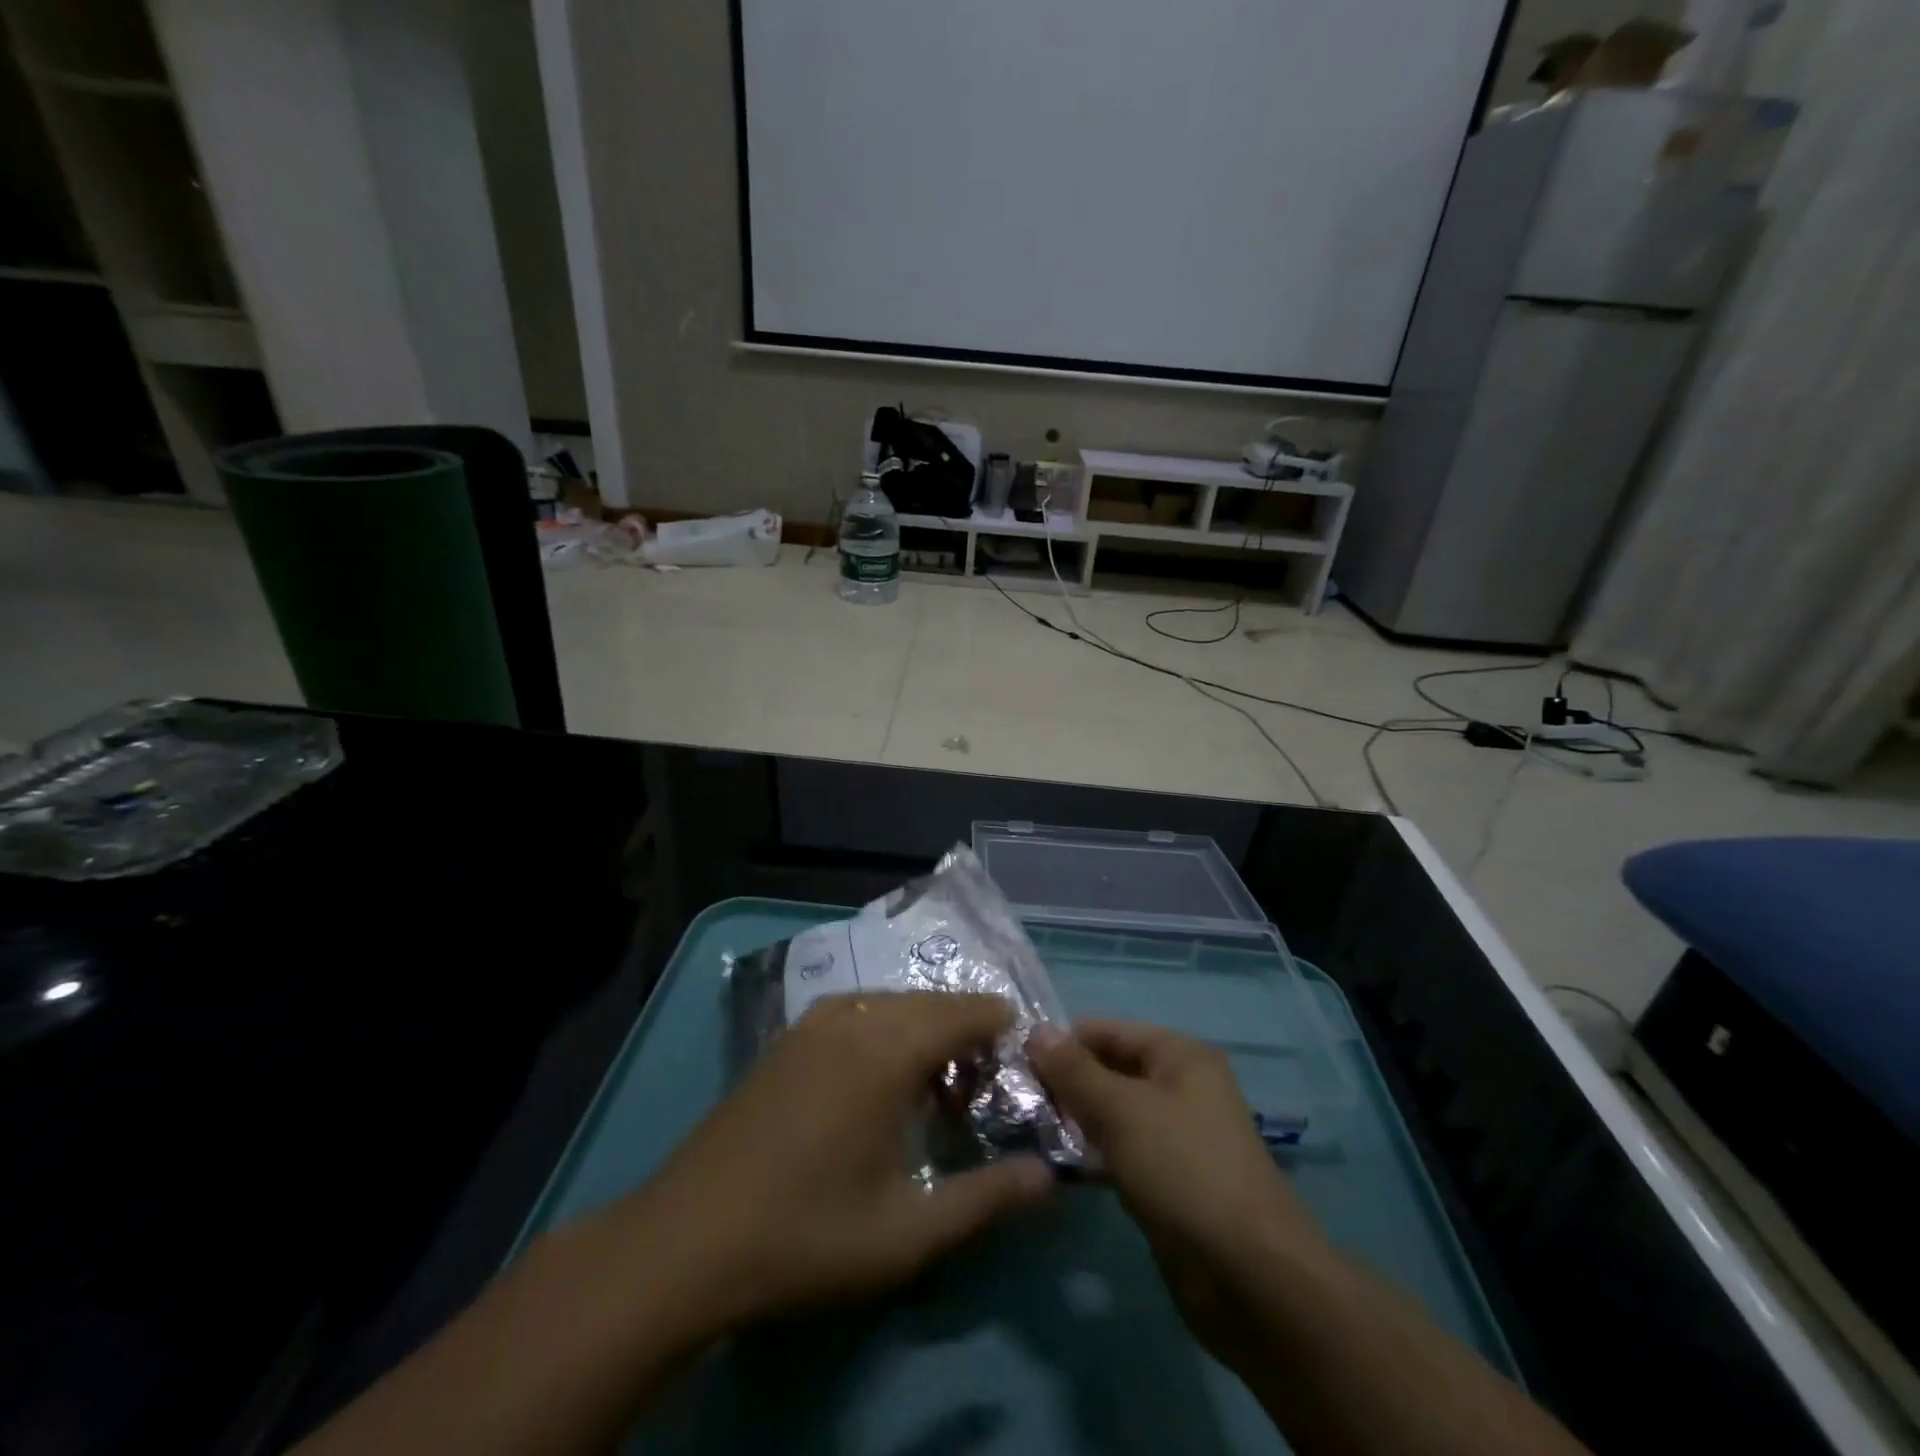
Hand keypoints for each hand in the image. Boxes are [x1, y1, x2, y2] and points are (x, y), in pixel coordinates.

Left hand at [606, 992, 1055, 1336]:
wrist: (685, 1241)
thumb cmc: (805, 1235)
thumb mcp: (907, 1233)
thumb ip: (985, 1199)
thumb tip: (1049, 1177)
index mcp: (885, 1050)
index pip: (963, 1010)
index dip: (1000, 1025)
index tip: (1024, 1055)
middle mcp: (851, 1018)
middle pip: (928, 1002)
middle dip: (965, 1030)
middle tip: (984, 1083)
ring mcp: (810, 1025)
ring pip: (889, 1003)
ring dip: (922, 1029)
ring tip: (936, 1082)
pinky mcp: (784, 1041)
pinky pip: (853, 1012)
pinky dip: (884, 1029)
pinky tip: (877, 1077)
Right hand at [1028, 1020, 1328, 1367]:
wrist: (1250, 1278)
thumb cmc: (1183, 1169)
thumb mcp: (1121, 1110)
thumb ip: (1074, 1070)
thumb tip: (1035, 1030)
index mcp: (1179, 1056)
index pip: (1108, 1031)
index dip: (1062, 1042)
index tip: (1013, 1061)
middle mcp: (1180, 1087)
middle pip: (1109, 1070)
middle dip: (1064, 1082)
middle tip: (1012, 1099)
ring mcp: (1175, 1136)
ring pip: (1112, 1114)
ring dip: (1073, 1119)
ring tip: (1024, 1129)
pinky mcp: (1168, 1180)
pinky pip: (1120, 1152)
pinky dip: (1091, 1154)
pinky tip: (1054, 1164)